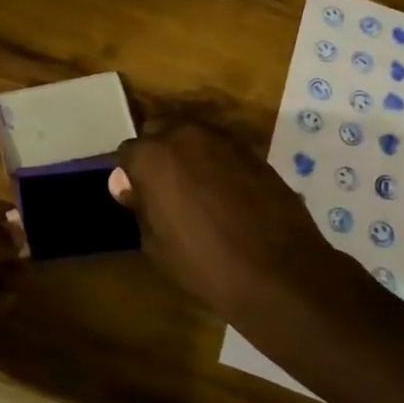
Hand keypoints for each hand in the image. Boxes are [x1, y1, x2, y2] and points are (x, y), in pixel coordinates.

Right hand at [113, 121, 338, 319]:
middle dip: (157, 153)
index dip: (130, 174)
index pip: (128, 152)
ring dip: (188, 154)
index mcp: (152, 156)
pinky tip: (224, 192)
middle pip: (160, 131)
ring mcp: (222, 139)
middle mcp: (184, 135)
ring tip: (196, 189)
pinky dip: (216, 162)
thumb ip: (139, 204)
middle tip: (164, 188)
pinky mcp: (252, 150)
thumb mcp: (155, 244)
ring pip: (193, 136)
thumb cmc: (204, 263)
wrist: (278, 271)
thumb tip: (126, 184)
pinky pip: (221, 148)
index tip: (137, 196)